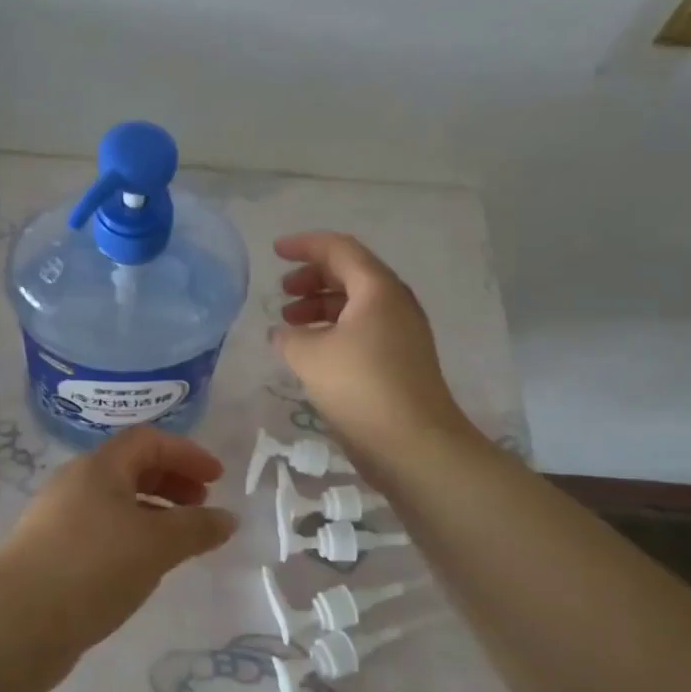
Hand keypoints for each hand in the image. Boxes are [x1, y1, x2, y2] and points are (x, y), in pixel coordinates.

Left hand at [0, 428, 235, 679]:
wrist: (15, 621)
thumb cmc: (92, 566)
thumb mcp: (156, 545)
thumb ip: (196, 528)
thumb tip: (228, 518)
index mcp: (99, 466)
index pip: (148, 440)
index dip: (186, 453)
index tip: (217, 479)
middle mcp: (76, 482)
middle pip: (130, 466)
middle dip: (171, 480)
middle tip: (200, 506)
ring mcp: (58, 517)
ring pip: (115, 501)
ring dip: (152, 511)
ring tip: (178, 541)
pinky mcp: (50, 552)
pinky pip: (100, 530)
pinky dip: (130, 537)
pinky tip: (141, 567)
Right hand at [271, 231, 479, 469]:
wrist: (416, 446)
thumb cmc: (360, 387)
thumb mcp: (310, 355)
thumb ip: (289, 336)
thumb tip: (284, 333)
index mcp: (377, 289)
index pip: (339, 249)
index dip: (304, 245)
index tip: (274, 251)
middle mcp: (395, 303)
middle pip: (349, 274)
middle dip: (311, 278)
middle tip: (282, 293)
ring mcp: (402, 334)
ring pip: (356, 304)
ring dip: (320, 306)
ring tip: (289, 325)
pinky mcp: (400, 362)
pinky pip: (362, 330)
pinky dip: (333, 330)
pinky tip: (311, 352)